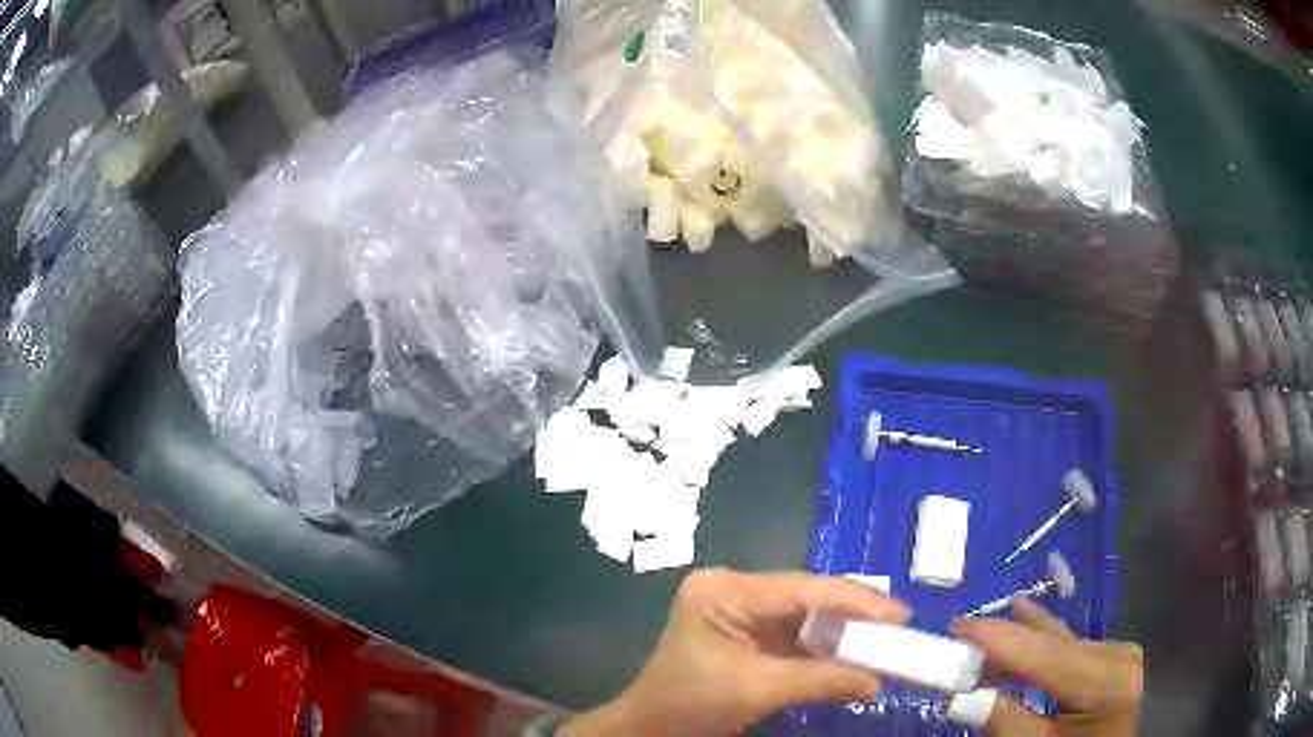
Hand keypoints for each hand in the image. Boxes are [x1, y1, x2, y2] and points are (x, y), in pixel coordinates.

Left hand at [563, 568, 909, 736]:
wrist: (650, 728)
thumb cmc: (690, 705)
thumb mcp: (757, 690)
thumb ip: (821, 680)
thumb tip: (876, 682)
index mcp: (725, 591)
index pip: (803, 588)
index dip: (857, 600)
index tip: (901, 614)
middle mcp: (733, 589)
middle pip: (807, 597)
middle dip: (853, 615)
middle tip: (899, 627)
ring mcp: (739, 609)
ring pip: (806, 614)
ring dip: (842, 631)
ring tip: (885, 640)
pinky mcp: (747, 631)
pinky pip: (795, 633)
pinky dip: (824, 646)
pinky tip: (853, 652)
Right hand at [950, 599, 1142, 735]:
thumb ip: (1006, 724)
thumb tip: (960, 697)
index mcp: (1106, 683)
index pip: (1045, 654)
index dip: (1000, 638)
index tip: (957, 625)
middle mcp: (1118, 656)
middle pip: (1053, 644)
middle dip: (1005, 640)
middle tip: (959, 634)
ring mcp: (1120, 654)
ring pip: (1061, 642)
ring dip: (1019, 644)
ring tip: (982, 630)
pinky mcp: (1115, 658)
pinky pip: (1071, 648)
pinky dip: (1041, 647)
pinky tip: (1027, 617)